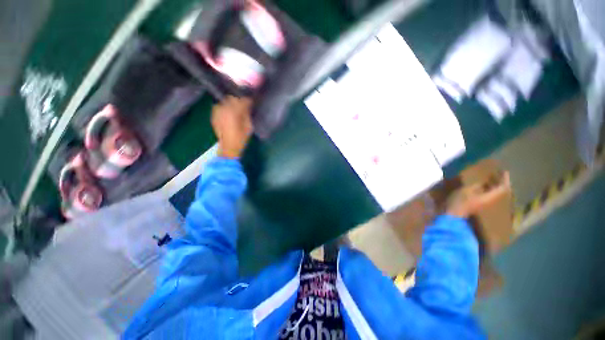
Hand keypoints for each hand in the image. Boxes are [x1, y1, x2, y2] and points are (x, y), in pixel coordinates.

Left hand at [211, 96, 252, 158]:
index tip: (252, 102)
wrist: (228, 147)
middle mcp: (223, 109)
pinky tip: (229, 113)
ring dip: (231, 104)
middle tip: (244, 106)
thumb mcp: (248, 127)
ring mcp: (217, 112)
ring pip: (225, 101)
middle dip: (239, 101)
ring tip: (236, 110)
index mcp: (233, 112)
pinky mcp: (214, 116)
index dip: (248, 101)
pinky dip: (225, 108)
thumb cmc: (241, 138)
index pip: (242, 101)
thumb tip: (247, 107)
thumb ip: (247, 114)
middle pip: (232, 98)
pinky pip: (220, 107)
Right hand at [446, 172, 510, 217]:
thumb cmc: (460, 202)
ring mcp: (483, 204)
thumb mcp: (466, 190)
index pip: (502, 188)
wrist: (453, 215)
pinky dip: (485, 189)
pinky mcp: (477, 205)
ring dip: (491, 186)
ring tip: (487, 179)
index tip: (504, 172)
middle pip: (498, 191)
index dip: (505, 180)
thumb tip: (481, 183)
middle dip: (498, 182)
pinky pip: (485, 195)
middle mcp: (489, 201)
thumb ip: (475, 186)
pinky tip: (479, 186)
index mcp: (489, 197)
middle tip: (495, 174)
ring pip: (492, 193)